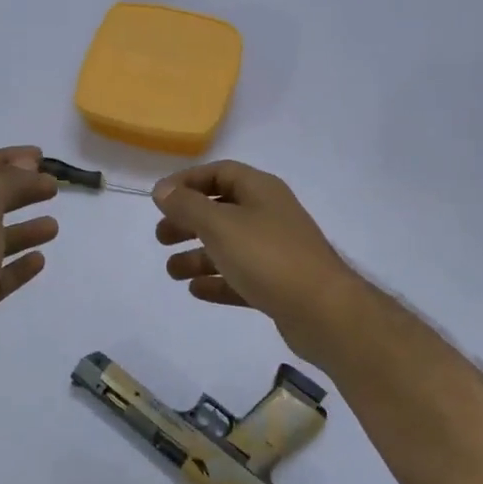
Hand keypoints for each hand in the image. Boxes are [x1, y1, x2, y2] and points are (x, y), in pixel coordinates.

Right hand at [153, 161, 368, 365]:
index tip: (159, 199)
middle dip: (188, 221)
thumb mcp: (220, 225)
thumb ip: (187, 206)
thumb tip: (162, 189)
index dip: (187, 181)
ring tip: (172, 272)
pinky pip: (241, 276)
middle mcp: (269, 215)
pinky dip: (217, 280)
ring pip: (229, 246)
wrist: (323, 311)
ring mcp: (276, 251)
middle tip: (161, 238)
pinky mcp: (278, 284)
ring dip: (197, 255)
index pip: (220, 172)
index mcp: (260, 191)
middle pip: (221, 210)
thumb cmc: (268, 258)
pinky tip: (196, 290)